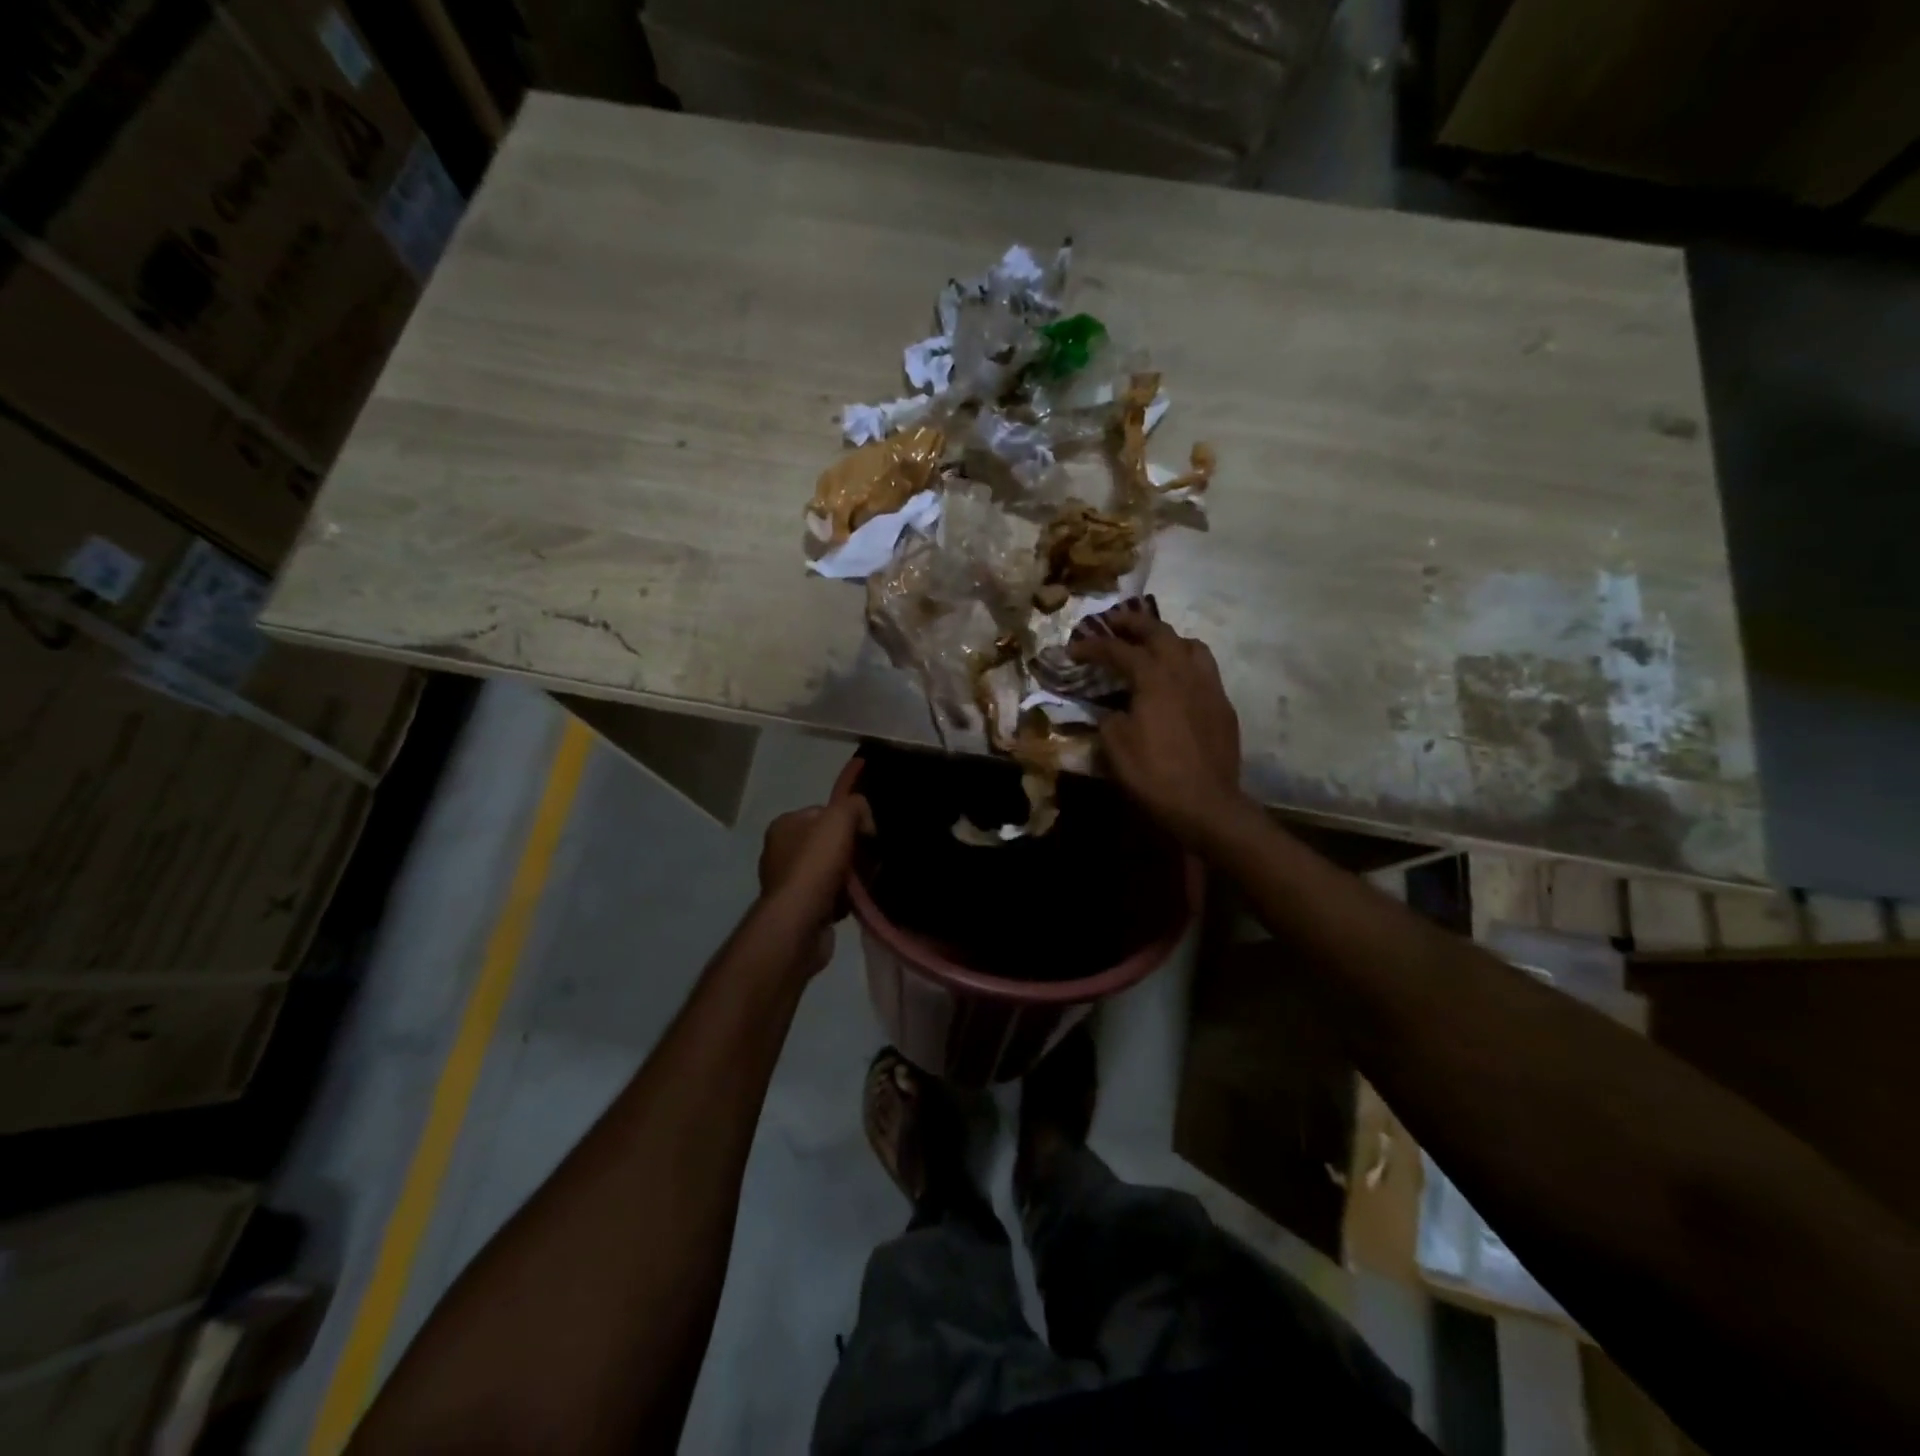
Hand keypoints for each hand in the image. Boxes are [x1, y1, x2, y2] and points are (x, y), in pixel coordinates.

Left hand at [757, 795, 872, 973]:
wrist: (800, 922)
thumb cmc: (815, 863)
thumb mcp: (840, 818)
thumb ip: (855, 806)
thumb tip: (865, 820)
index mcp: (784, 825)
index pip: (824, 812)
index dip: (849, 820)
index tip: (869, 834)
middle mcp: (780, 851)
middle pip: (829, 842)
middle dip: (854, 850)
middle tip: (873, 859)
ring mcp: (788, 882)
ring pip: (832, 870)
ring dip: (851, 876)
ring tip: (868, 881)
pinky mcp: (799, 909)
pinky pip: (830, 895)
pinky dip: (845, 897)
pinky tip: (857, 901)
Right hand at [1071, 606, 1245, 845]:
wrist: (1206, 804)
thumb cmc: (1153, 774)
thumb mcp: (1115, 746)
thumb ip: (1109, 718)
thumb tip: (1110, 710)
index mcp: (1154, 678)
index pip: (1118, 650)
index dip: (1093, 646)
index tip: (1074, 648)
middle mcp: (1184, 672)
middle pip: (1159, 633)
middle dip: (1133, 624)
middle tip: (1114, 622)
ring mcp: (1209, 687)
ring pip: (1191, 646)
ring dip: (1168, 639)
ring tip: (1153, 646)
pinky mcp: (1223, 706)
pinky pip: (1206, 671)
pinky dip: (1187, 665)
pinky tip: (1179, 683)